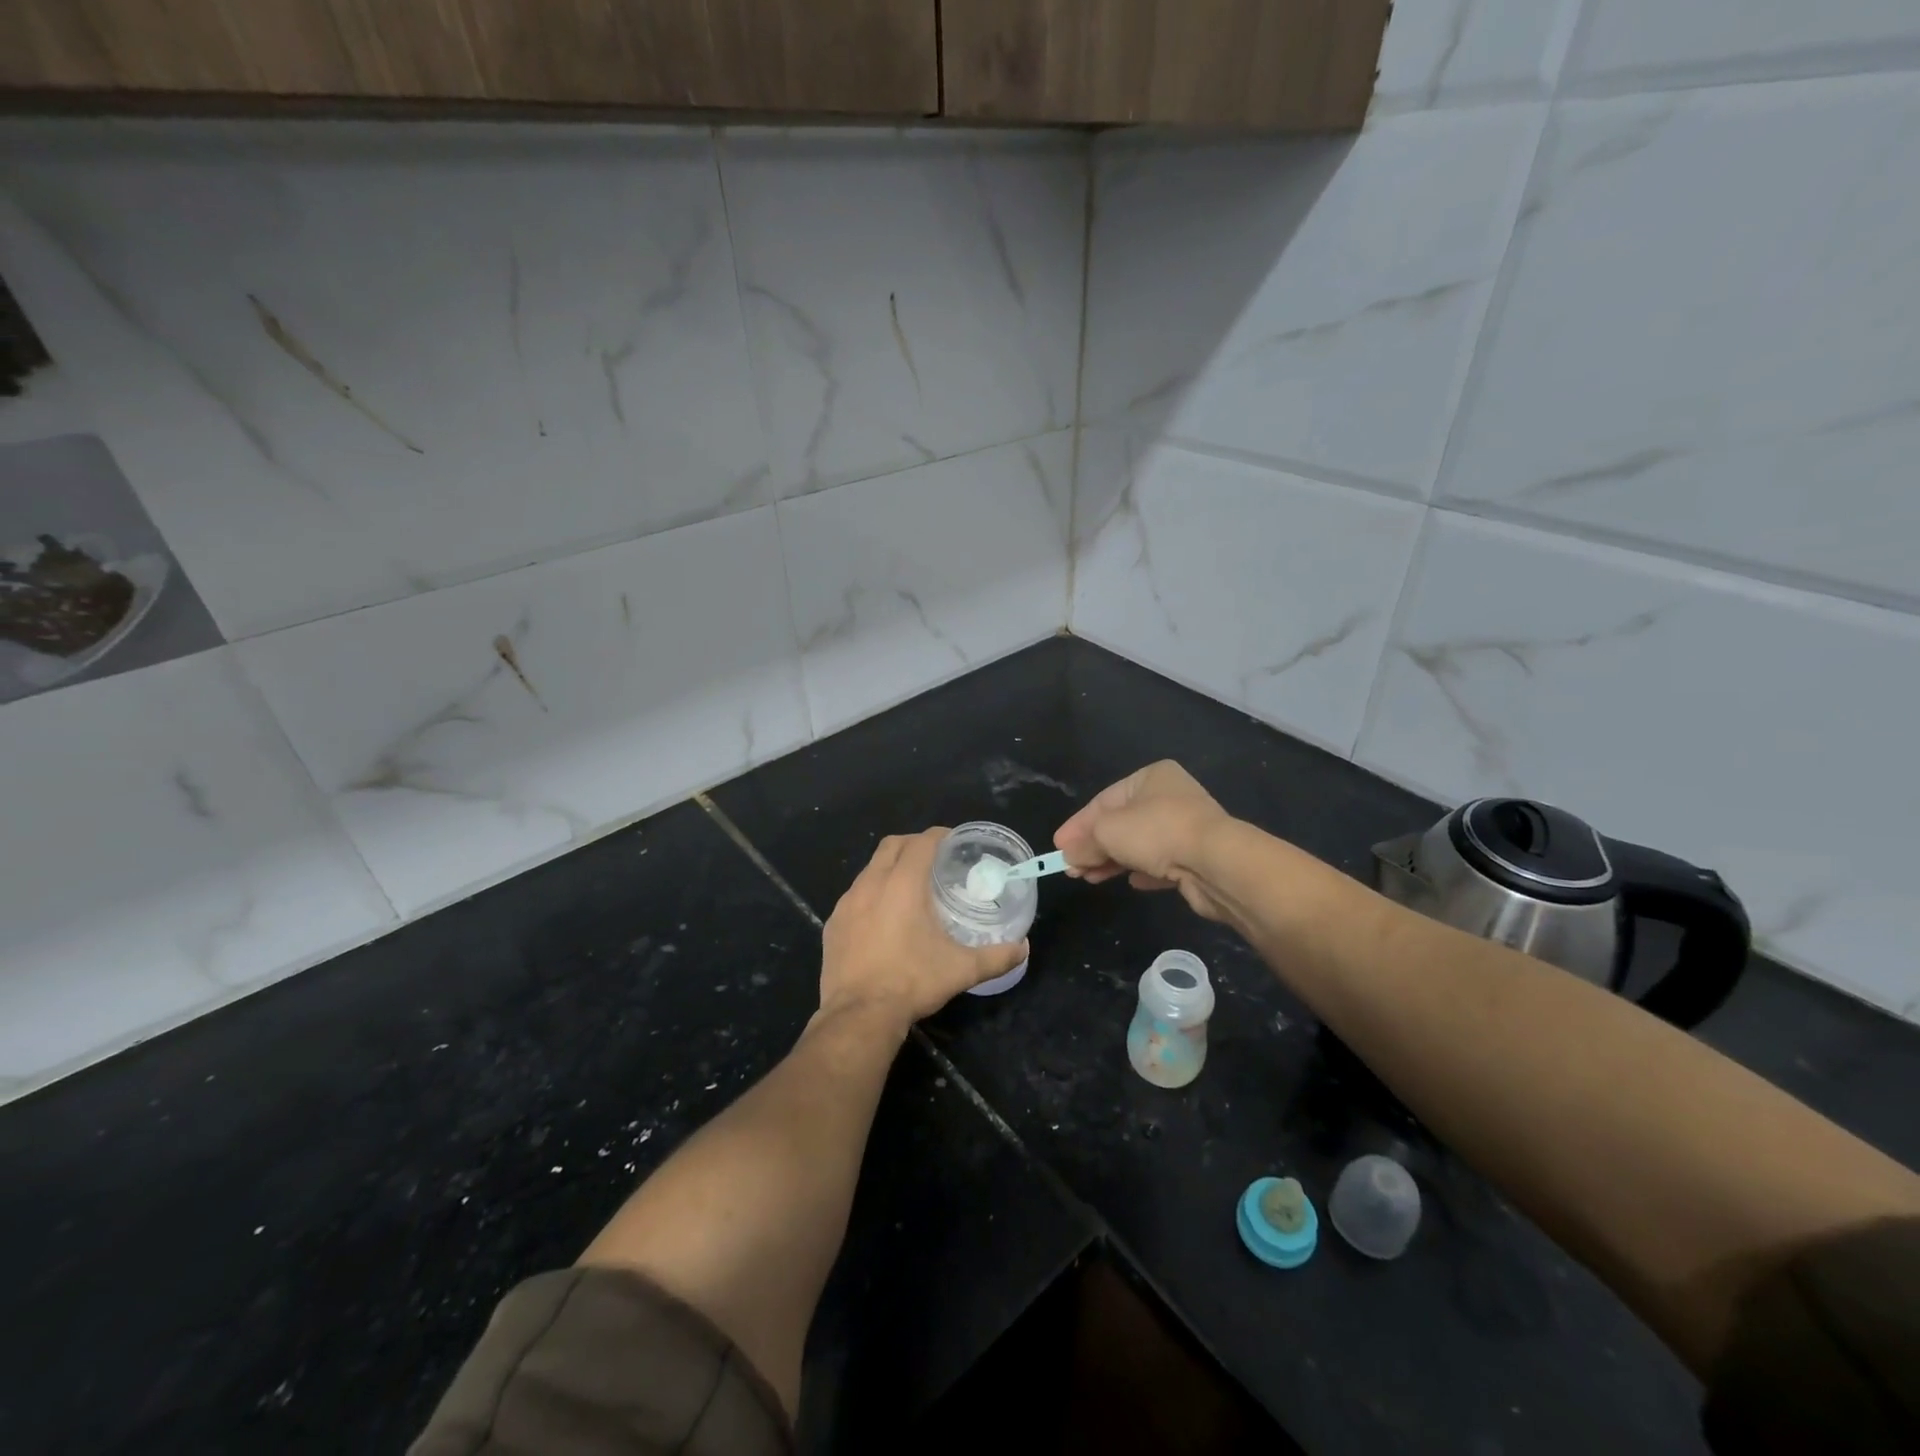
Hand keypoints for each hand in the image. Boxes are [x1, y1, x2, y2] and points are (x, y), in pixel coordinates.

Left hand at [819, 829, 1027, 1031]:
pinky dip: (871, 893)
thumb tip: (1023, 948)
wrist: (859, 1015)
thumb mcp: (961, 970)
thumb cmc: (912, 982)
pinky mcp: (833, 923)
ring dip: (890, 868)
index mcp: (903, 884)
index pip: (922, 842)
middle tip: (934, 859)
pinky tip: (882, 917)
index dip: (939, 836)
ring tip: (909, 887)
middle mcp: (871, 884)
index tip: (953, 842)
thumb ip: (996, 956)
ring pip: (870, 869)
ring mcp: (847, 903)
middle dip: (913, 844)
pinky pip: (854, 895)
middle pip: (892, 845)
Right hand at [1053, 761, 1234, 921]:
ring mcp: (1187, 827)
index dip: (1078, 825)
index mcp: (1150, 777)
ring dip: (1113, 861)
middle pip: (1121, 823)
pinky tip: (1131, 882)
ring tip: (1090, 878)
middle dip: (1093, 846)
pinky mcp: (1197, 857)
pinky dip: (1143, 871)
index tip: (1058, 846)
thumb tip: (1068, 855)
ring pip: (1140, 844)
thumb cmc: (1156, 832)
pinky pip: (1162, 862)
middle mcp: (1170, 797)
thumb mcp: (1107, 833)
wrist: (1216, 863)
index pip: (1104, 801)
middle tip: (1071, 868)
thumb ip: (1084, 843)